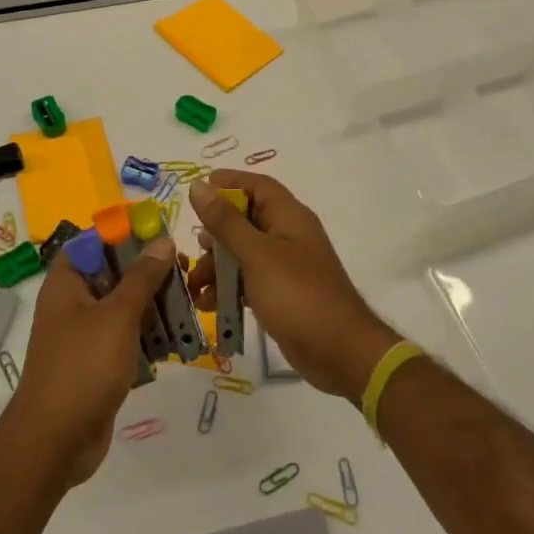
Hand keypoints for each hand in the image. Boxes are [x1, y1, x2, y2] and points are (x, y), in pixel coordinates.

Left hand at [0, 236, 175, 486]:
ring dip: (154, 304)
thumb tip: (163, 241)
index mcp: (66, 284)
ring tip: (189, 301)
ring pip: (123, 307)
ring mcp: (84, 335)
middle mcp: (72, 304)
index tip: (160, 235)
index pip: (92, 242)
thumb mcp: (117, 315)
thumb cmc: (83, 367)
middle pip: (113, 274)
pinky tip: (178, 337)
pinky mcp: (98, 363)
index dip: (123, 234)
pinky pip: (126, 337)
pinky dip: (148, 334)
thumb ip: (141, 277)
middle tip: (185, 271)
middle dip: (148, 272)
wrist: (56, 442)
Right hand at [188, 173, 401, 401]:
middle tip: (195, 249)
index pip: (257, 186)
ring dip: (218, 265)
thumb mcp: (256, 254)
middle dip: (216, 233)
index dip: (228, 183)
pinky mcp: (282, 293)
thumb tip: (198, 186)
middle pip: (246, 220)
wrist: (338, 350)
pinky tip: (209, 304)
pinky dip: (229, 288)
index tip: (196, 192)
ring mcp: (286, 266)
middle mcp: (289, 235)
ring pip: (244, 253)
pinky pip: (249, 280)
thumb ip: (225, 222)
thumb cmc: (297, 294)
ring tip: (195, 286)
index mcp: (289, 216)